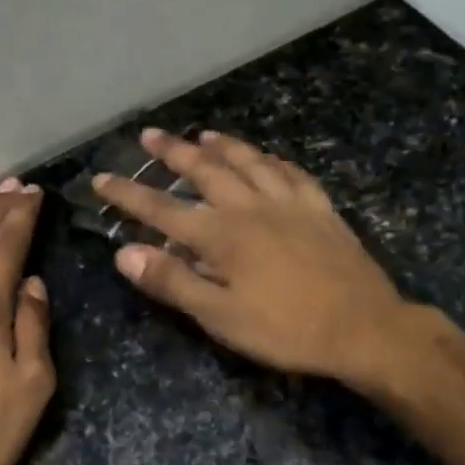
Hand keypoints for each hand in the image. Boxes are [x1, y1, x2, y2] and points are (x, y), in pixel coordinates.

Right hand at [94, 129, 409, 384]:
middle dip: (173, 152)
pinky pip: (292, 173)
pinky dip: (273, 160)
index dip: (128, 193)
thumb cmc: (286, 329)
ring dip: (223, 145)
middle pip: (205, 170)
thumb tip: (125, 253)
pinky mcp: (321, 208)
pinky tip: (268, 158)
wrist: (363, 327)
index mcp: (221, 235)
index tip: (101, 177)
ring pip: (249, 161)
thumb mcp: (220, 317)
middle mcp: (251, 207)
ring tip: (204, 134)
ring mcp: (290, 203)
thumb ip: (173, 281)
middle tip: (150, 134)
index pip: (162, 208)